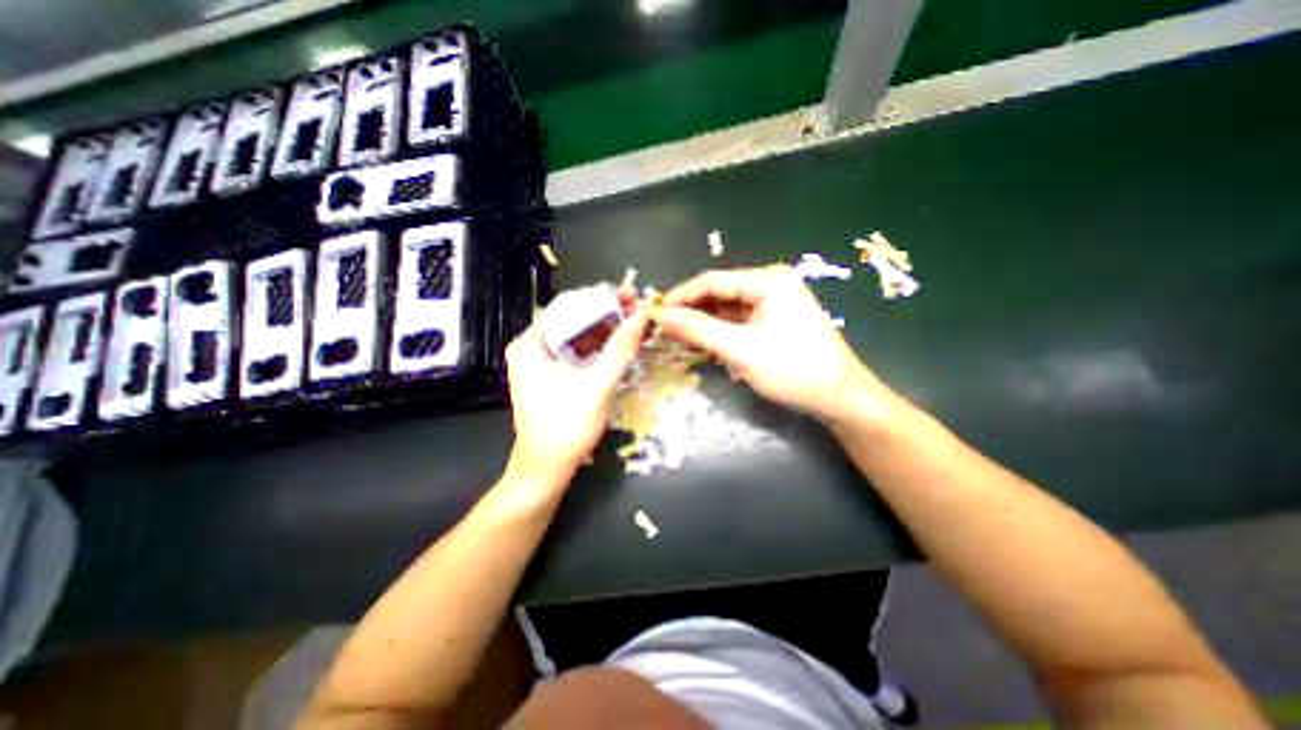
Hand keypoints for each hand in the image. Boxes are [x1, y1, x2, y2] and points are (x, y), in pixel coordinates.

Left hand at [508, 290, 650, 471]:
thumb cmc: (568, 425)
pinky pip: (578, 352)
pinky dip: (600, 348)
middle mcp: (532, 346)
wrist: (547, 469)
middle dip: (608, 314)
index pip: (569, 305)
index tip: (632, 295)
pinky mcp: (552, 375)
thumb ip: (621, 346)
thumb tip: (643, 314)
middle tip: (639, 310)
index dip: (603, 297)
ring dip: (607, 330)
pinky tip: (621, 344)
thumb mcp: (599, 383)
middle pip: (573, 319)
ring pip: (578, 335)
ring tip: (636, 323)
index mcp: (532, 343)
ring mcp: (541, 362)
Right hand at [662, 264, 894, 423]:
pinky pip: (739, 324)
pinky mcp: (775, 324)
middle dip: (692, 312)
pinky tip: (704, 346)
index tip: (656, 314)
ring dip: (704, 325)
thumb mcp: (740, 349)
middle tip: (665, 331)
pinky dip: (720, 334)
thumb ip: (699, 329)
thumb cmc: (792, 369)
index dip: (681, 296)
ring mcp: (774, 305)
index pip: (712, 281)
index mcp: (767, 281)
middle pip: (720, 294)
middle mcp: (771, 286)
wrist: (840, 399)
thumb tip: (662, 315)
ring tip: (678, 341)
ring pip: (728, 311)